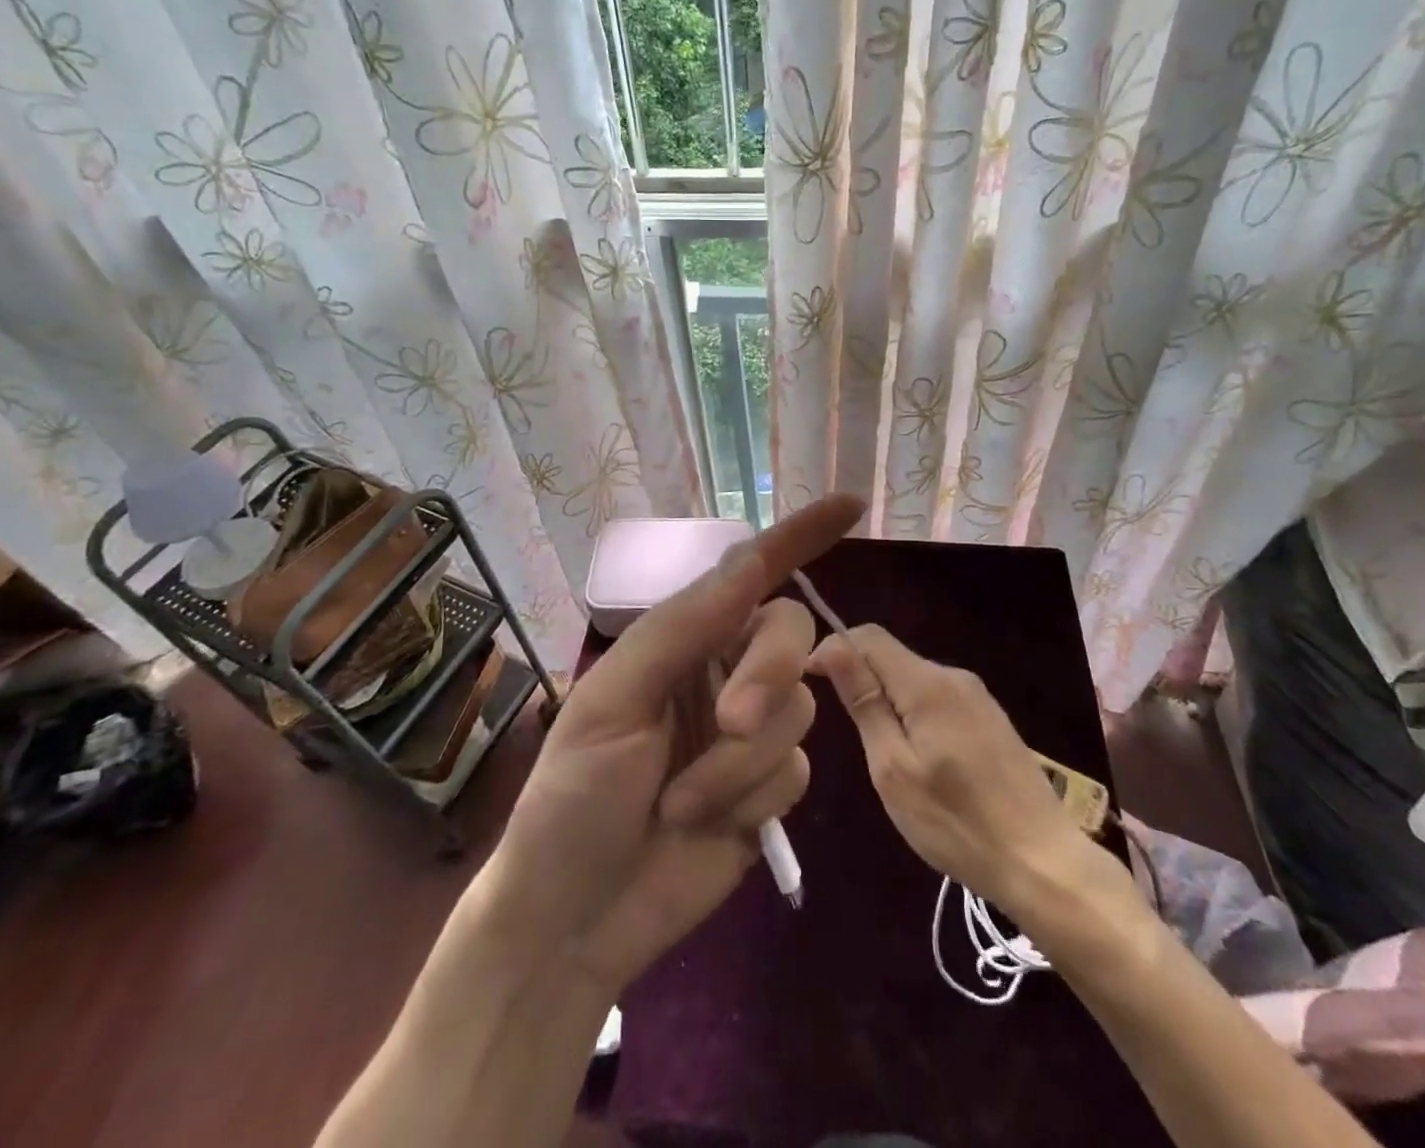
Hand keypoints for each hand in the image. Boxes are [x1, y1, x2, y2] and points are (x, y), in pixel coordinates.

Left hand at [484, 494, 862, 996]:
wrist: (577, 918)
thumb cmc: (574, 795)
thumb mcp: (614, 699)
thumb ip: (685, 626)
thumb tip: (752, 558)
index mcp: (684, 638)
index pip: (751, 572)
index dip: (800, 535)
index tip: (850, 505)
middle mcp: (724, 670)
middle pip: (791, 636)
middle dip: (767, 673)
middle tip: (731, 719)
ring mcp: (751, 731)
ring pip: (798, 709)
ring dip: (741, 760)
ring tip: (682, 803)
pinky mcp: (769, 789)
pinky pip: (796, 770)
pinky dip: (752, 798)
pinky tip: (708, 826)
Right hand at [812, 624, 1148, 930]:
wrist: (1044, 862)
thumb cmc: (956, 822)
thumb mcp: (893, 768)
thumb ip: (864, 703)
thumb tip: (834, 646)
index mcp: (927, 683)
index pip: (868, 636)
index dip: (834, 649)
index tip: (810, 684)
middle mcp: (953, 676)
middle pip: (891, 655)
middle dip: (859, 677)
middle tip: (844, 731)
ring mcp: (977, 696)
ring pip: (913, 678)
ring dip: (885, 697)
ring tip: (877, 750)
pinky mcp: (990, 718)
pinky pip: (936, 697)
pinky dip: (912, 712)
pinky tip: (916, 756)